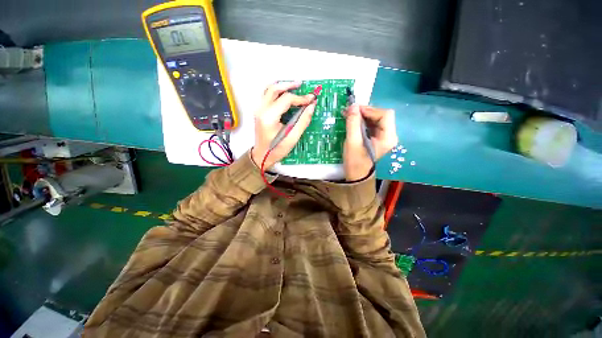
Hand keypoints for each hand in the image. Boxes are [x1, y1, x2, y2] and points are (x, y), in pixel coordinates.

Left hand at [251, 82, 316, 168]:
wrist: (261, 156)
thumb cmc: (276, 150)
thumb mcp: (292, 138)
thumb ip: (302, 121)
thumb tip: (311, 107)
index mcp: (269, 117)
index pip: (286, 99)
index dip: (300, 98)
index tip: (311, 100)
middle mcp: (261, 109)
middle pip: (275, 89)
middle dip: (290, 85)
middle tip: (302, 85)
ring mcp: (258, 109)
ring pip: (268, 89)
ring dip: (282, 86)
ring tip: (294, 86)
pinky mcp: (258, 111)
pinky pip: (266, 95)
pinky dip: (276, 91)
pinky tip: (284, 93)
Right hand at [344, 105, 397, 180]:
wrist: (356, 175)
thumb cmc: (355, 161)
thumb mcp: (352, 142)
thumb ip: (353, 123)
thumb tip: (353, 105)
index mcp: (388, 137)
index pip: (385, 115)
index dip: (370, 110)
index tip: (355, 110)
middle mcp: (389, 135)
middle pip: (381, 115)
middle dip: (365, 112)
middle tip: (350, 111)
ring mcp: (384, 137)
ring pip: (376, 119)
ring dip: (362, 115)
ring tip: (349, 114)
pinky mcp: (377, 138)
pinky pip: (372, 124)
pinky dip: (362, 121)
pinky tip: (353, 121)